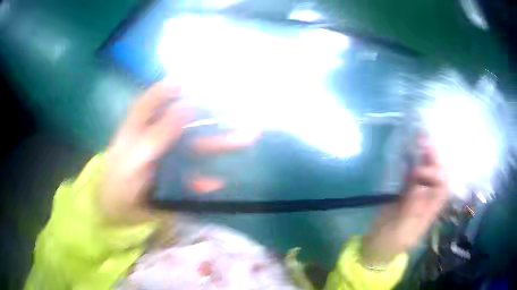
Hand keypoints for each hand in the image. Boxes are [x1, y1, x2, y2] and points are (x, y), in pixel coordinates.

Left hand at [100, 81, 259, 223]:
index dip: (181, 84)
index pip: (162, 94)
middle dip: (215, 115)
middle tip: (239, 108)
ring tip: (248, 138)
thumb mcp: (135, 155)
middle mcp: (160, 133)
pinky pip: (195, 174)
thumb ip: (160, 133)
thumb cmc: (117, 179)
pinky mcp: (177, 176)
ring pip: (199, 146)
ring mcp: (171, 156)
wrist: (117, 211)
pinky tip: (215, 184)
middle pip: (190, 119)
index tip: (207, 80)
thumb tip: (189, 105)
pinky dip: (205, 179)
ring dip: (221, 144)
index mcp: (144, 122)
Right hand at [361, 139, 447, 265]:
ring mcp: (416, 196)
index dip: (436, 174)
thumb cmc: (388, 244)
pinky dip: (411, 162)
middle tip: (424, 140)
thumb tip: (420, 185)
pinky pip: (412, 175)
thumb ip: (412, 210)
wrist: (375, 248)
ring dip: (424, 157)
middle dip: (434, 159)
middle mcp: (426, 201)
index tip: (418, 171)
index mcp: (429, 212)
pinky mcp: (404, 193)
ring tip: (418, 139)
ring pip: (425, 173)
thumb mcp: (400, 231)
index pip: (442, 188)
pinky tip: (407, 152)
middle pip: (437, 176)